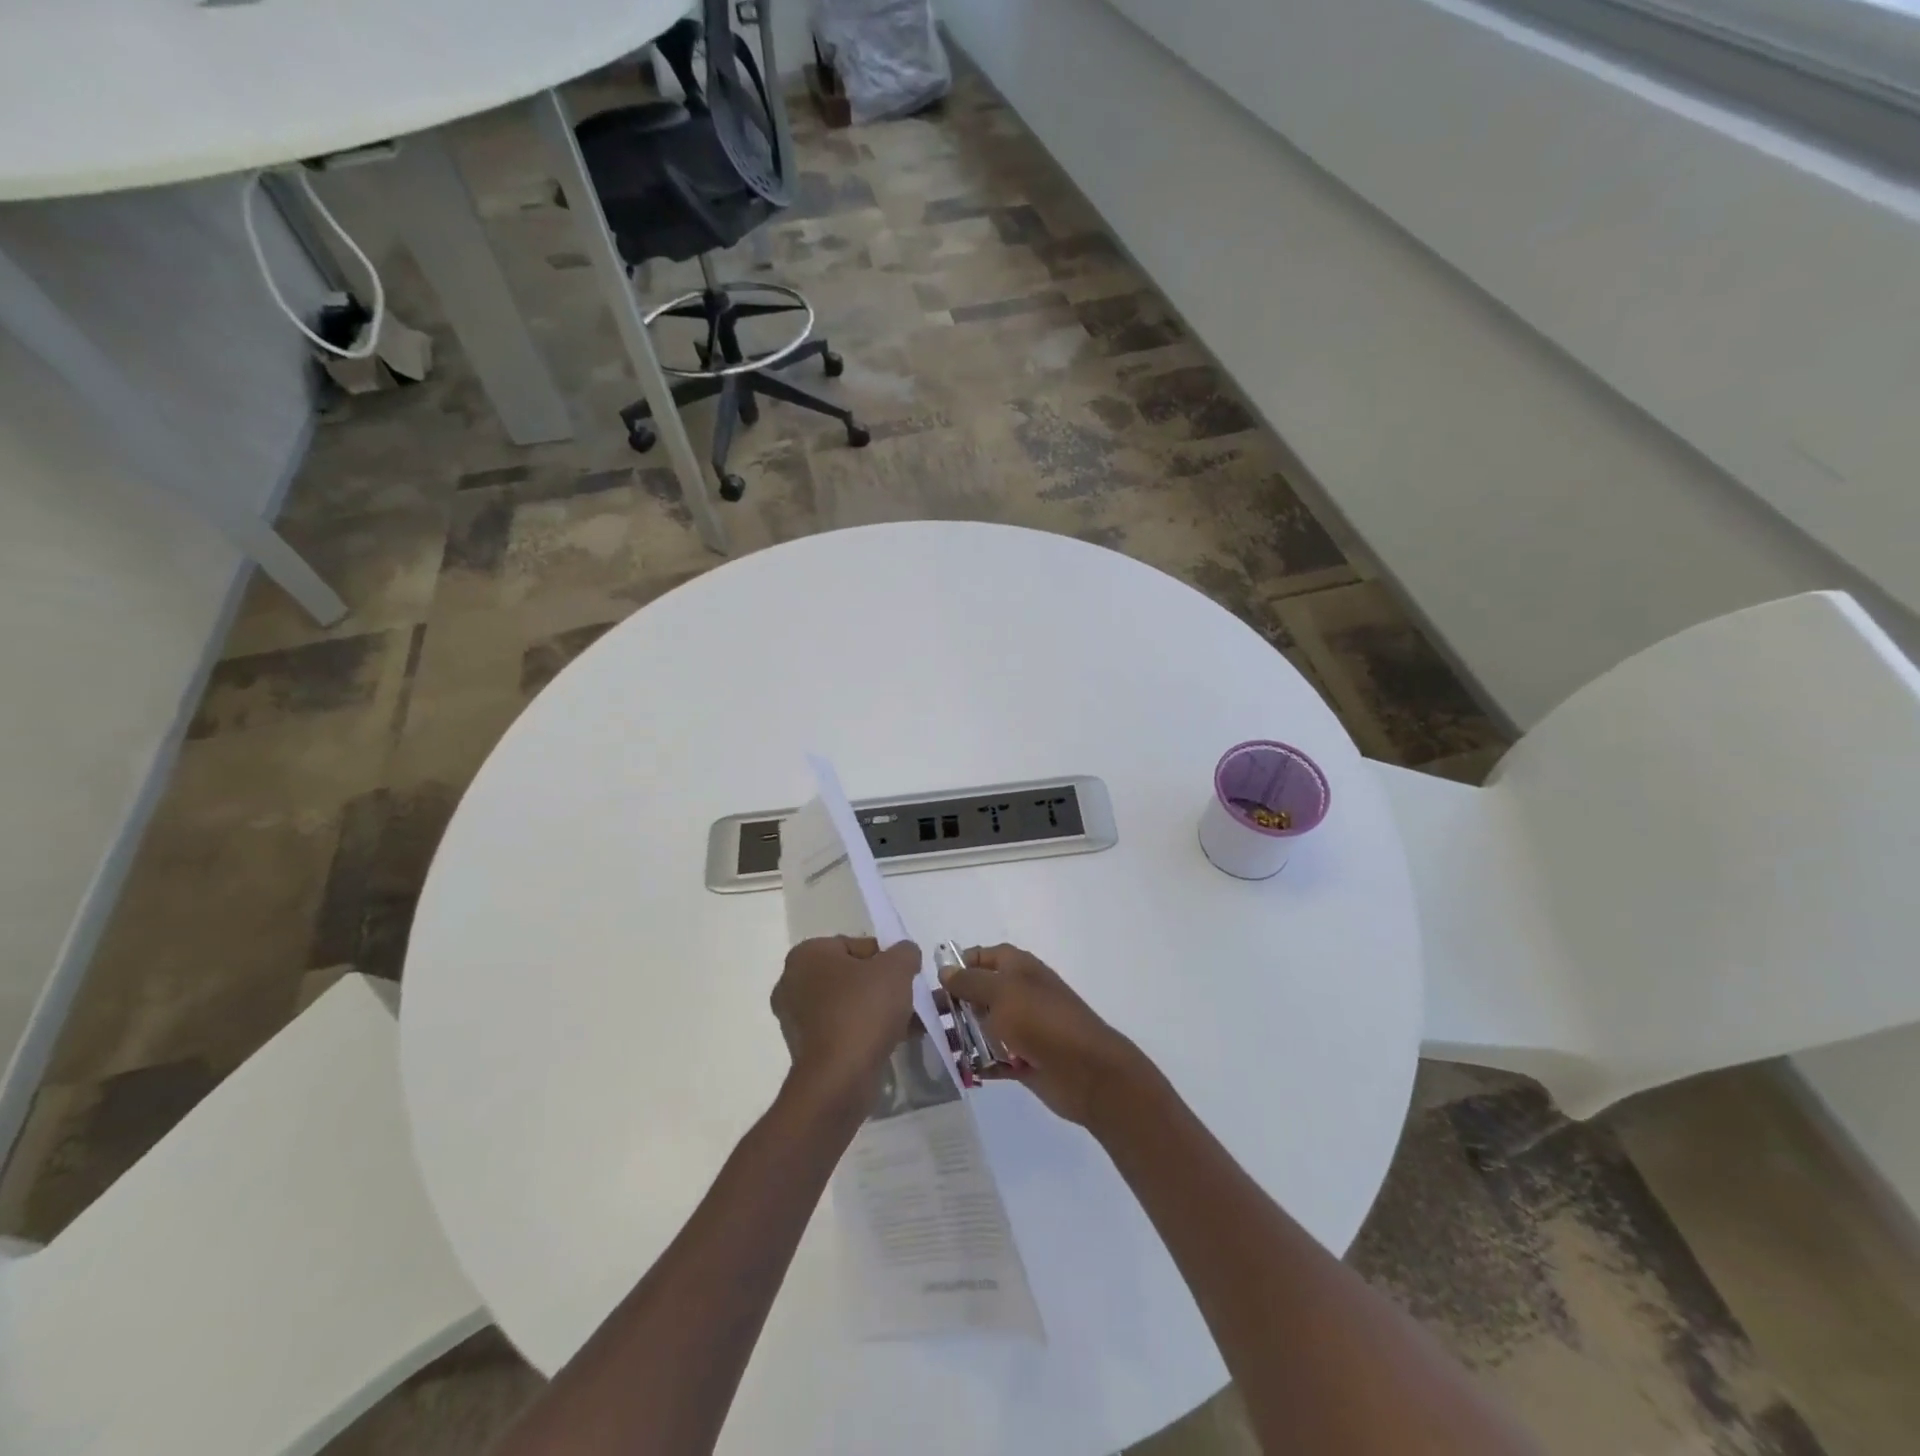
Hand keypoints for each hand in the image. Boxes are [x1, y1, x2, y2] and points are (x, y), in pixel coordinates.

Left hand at [771, 937, 920, 1104]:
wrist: (839, 1078)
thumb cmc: (863, 1010)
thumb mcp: (897, 968)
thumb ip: (905, 952)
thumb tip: (905, 954)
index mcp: (807, 954)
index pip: (855, 945)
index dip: (886, 958)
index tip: (905, 976)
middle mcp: (793, 982)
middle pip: (851, 975)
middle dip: (882, 986)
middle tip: (908, 998)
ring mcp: (795, 1018)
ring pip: (848, 1004)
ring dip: (877, 1009)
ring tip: (909, 1021)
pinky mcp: (805, 1049)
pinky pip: (842, 1029)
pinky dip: (865, 1031)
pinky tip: (894, 1040)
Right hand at [939, 944, 1144, 1125]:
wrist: (1087, 1071)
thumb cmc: (1042, 1021)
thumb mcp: (1002, 992)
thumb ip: (971, 981)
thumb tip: (945, 970)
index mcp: (1018, 968)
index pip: (981, 956)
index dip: (958, 965)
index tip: (932, 982)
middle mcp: (1018, 993)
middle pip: (977, 993)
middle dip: (952, 1004)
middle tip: (924, 1019)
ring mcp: (1021, 1028)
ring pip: (981, 1026)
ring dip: (960, 1035)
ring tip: (935, 1047)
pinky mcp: (1022, 1059)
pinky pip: (991, 1057)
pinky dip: (976, 1062)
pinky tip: (956, 1069)